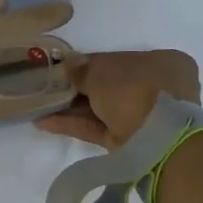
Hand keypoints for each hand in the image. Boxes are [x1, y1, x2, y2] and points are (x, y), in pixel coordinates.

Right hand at [37, 50, 200, 149]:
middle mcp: (157, 89)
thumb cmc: (135, 91)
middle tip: (48, 88)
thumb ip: (82, 69)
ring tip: (40, 105)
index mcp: (162, 62)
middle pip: (110, 86)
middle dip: (78, 88)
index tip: (63, 67)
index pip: (119, 60)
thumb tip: (68, 61)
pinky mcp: (129, 143)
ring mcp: (144, 118)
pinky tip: (44, 122)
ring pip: (102, 109)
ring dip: (72, 108)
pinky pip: (98, 128)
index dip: (89, 63)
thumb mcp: (103, 72)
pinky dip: (74, 124)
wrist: (157, 142)